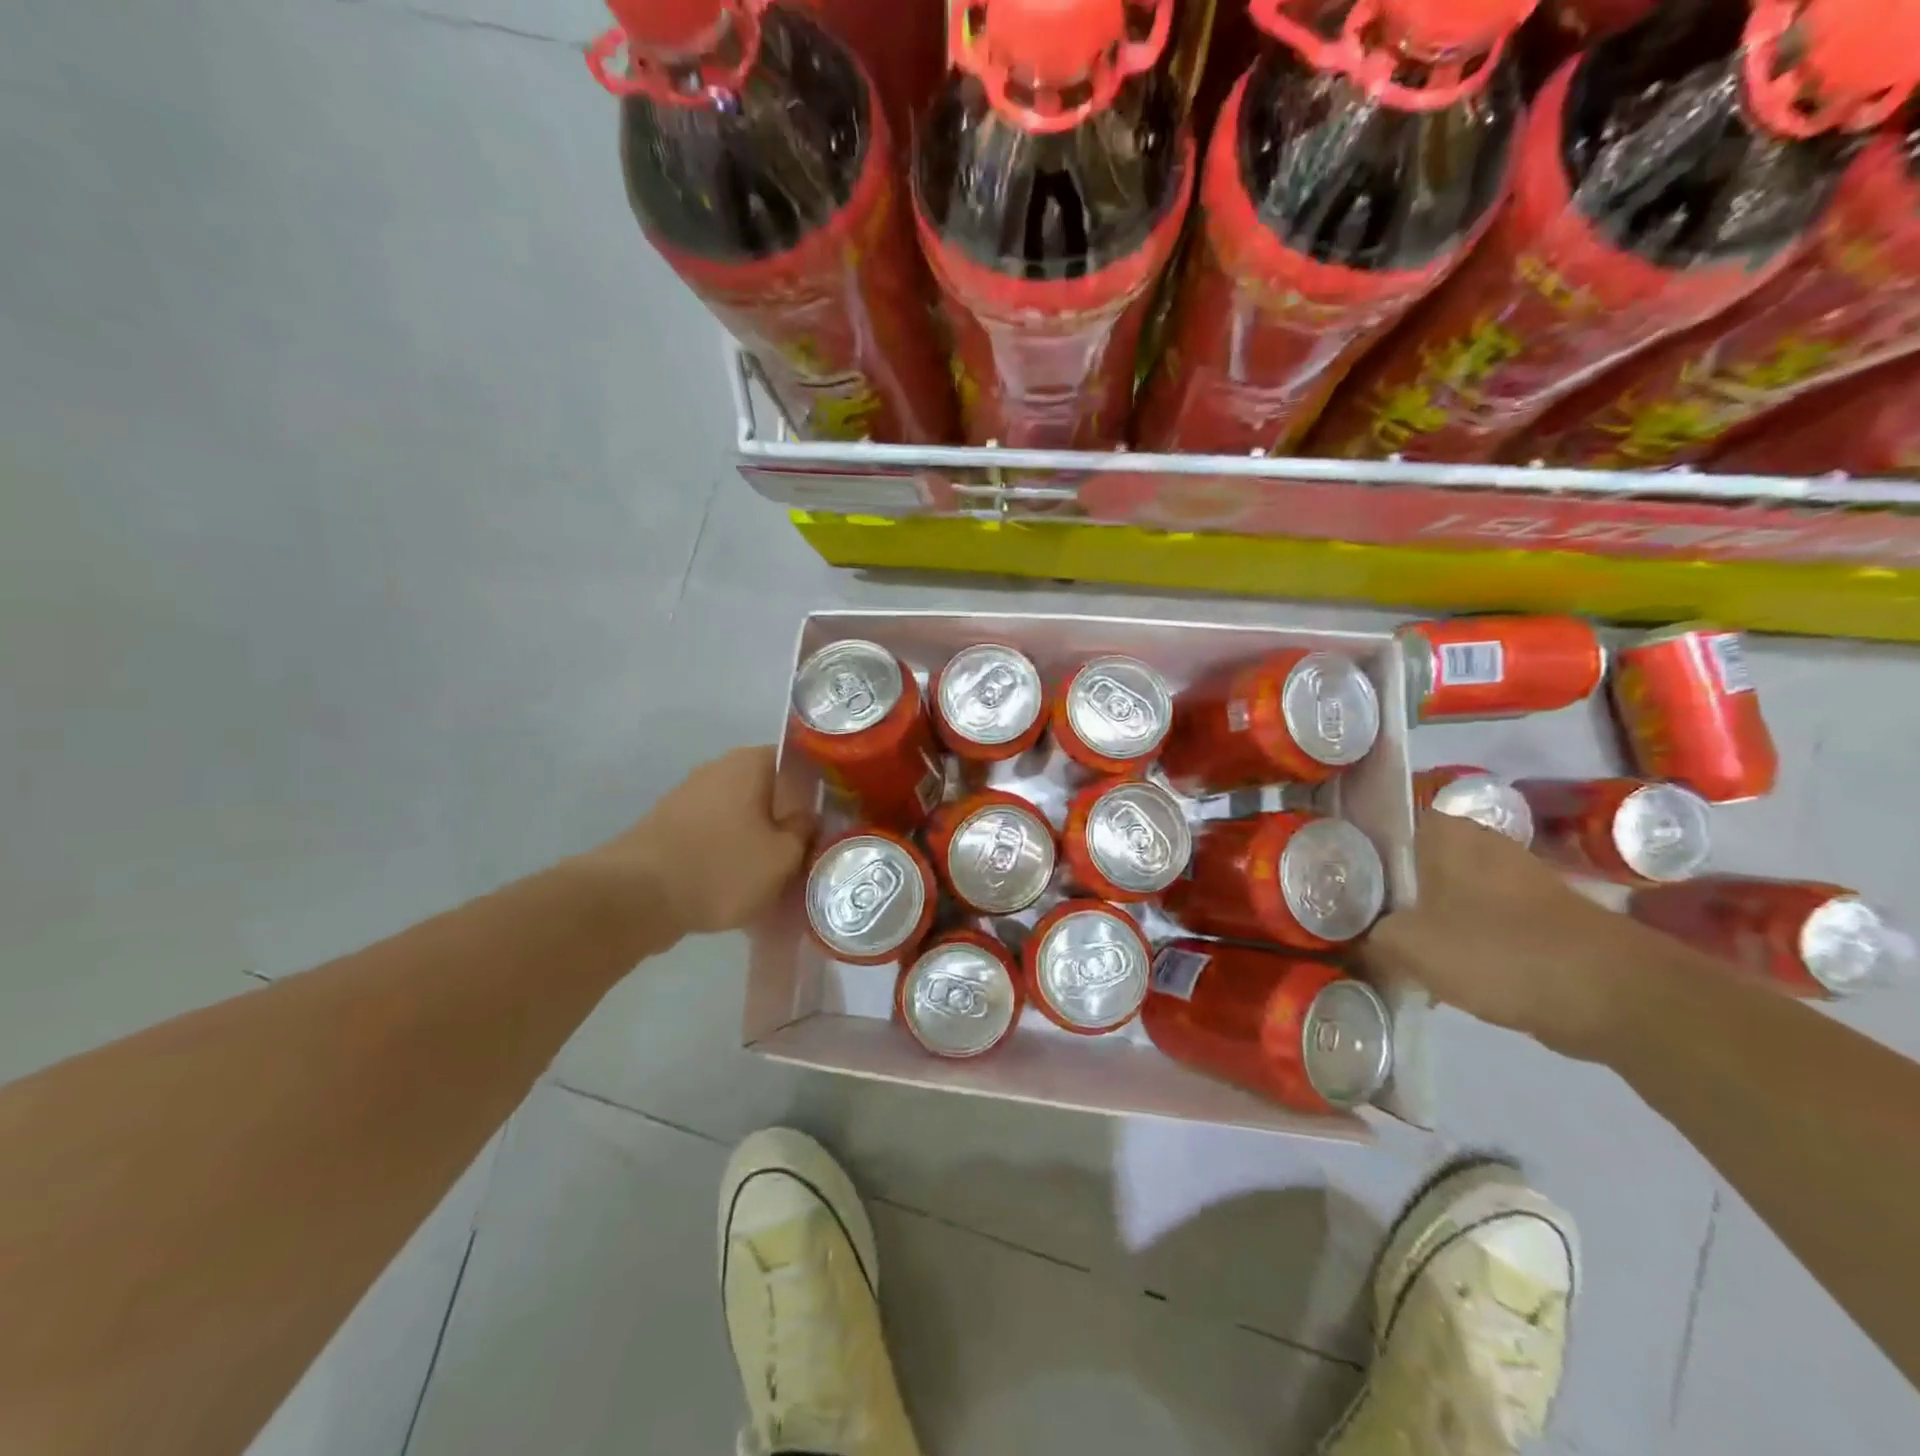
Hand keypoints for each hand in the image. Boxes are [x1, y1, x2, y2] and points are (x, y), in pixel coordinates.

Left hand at [589, 747, 813, 938]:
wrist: (635, 898)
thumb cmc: (721, 868)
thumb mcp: (782, 857)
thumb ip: (804, 831)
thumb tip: (807, 817)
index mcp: (750, 763)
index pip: (799, 762)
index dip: (820, 788)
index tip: (834, 817)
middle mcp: (718, 768)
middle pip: (770, 789)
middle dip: (788, 818)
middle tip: (807, 850)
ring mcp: (690, 795)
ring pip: (742, 813)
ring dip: (759, 837)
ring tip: (776, 873)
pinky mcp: (670, 825)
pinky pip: (716, 832)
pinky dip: (730, 851)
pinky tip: (740, 882)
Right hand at [1359, 810, 1651, 1060]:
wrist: (1616, 995)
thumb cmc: (1497, 950)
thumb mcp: (1407, 946)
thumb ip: (1370, 940)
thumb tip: (1358, 947)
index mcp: (1442, 831)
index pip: (1376, 828)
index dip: (1348, 856)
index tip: (1328, 889)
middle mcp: (1477, 841)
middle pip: (1407, 864)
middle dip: (1383, 894)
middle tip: (1350, 925)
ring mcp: (1513, 878)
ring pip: (1443, 894)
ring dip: (1420, 922)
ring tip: (1388, 953)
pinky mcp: (1539, 915)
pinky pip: (1478, 922)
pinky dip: (1459, 943)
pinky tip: (1441, 974)